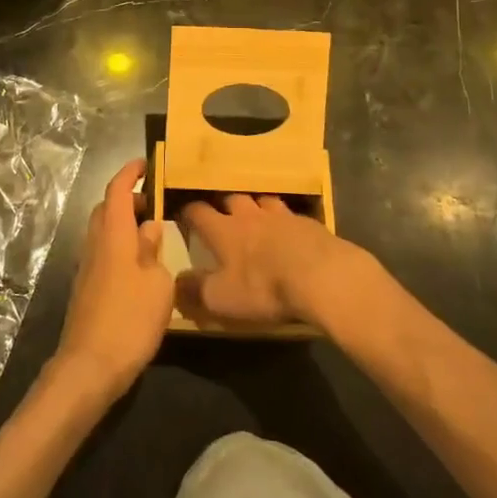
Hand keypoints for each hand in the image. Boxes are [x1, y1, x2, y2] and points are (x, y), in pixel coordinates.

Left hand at [53, 160, 172, 403]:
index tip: (145, 163)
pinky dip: (120, 246)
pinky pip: (103, 252)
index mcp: (113, 234)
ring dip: (124, 224)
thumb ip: (154, 250)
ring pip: (103, 231)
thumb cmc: (130, 320)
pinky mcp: (86, 288)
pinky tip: (139, 267)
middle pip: (106, 208)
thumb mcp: (158, 284)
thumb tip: (149, 229)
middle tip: (155, 204)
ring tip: (152, 236)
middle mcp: (95, 243)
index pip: (117, 190)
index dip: (130, 172)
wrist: (89, 367)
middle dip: (128, 199)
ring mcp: (87, 266)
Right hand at [176, 195, 362, 330]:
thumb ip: (196, 290)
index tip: (183, 215)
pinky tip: (291, 232)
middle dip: (224, 204)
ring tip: (256, 215)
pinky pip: (291, 215)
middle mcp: (250, 215)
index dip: (189, 213)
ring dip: (256, 206)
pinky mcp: (309, 223)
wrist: (321, 275)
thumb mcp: (222, 299)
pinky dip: (286, 221)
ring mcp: (281, 215)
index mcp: (224, 230)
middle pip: (232, 199)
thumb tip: (175, 282)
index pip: (198, 212)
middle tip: (222, 214)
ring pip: (263, 201)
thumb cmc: (264, 287)